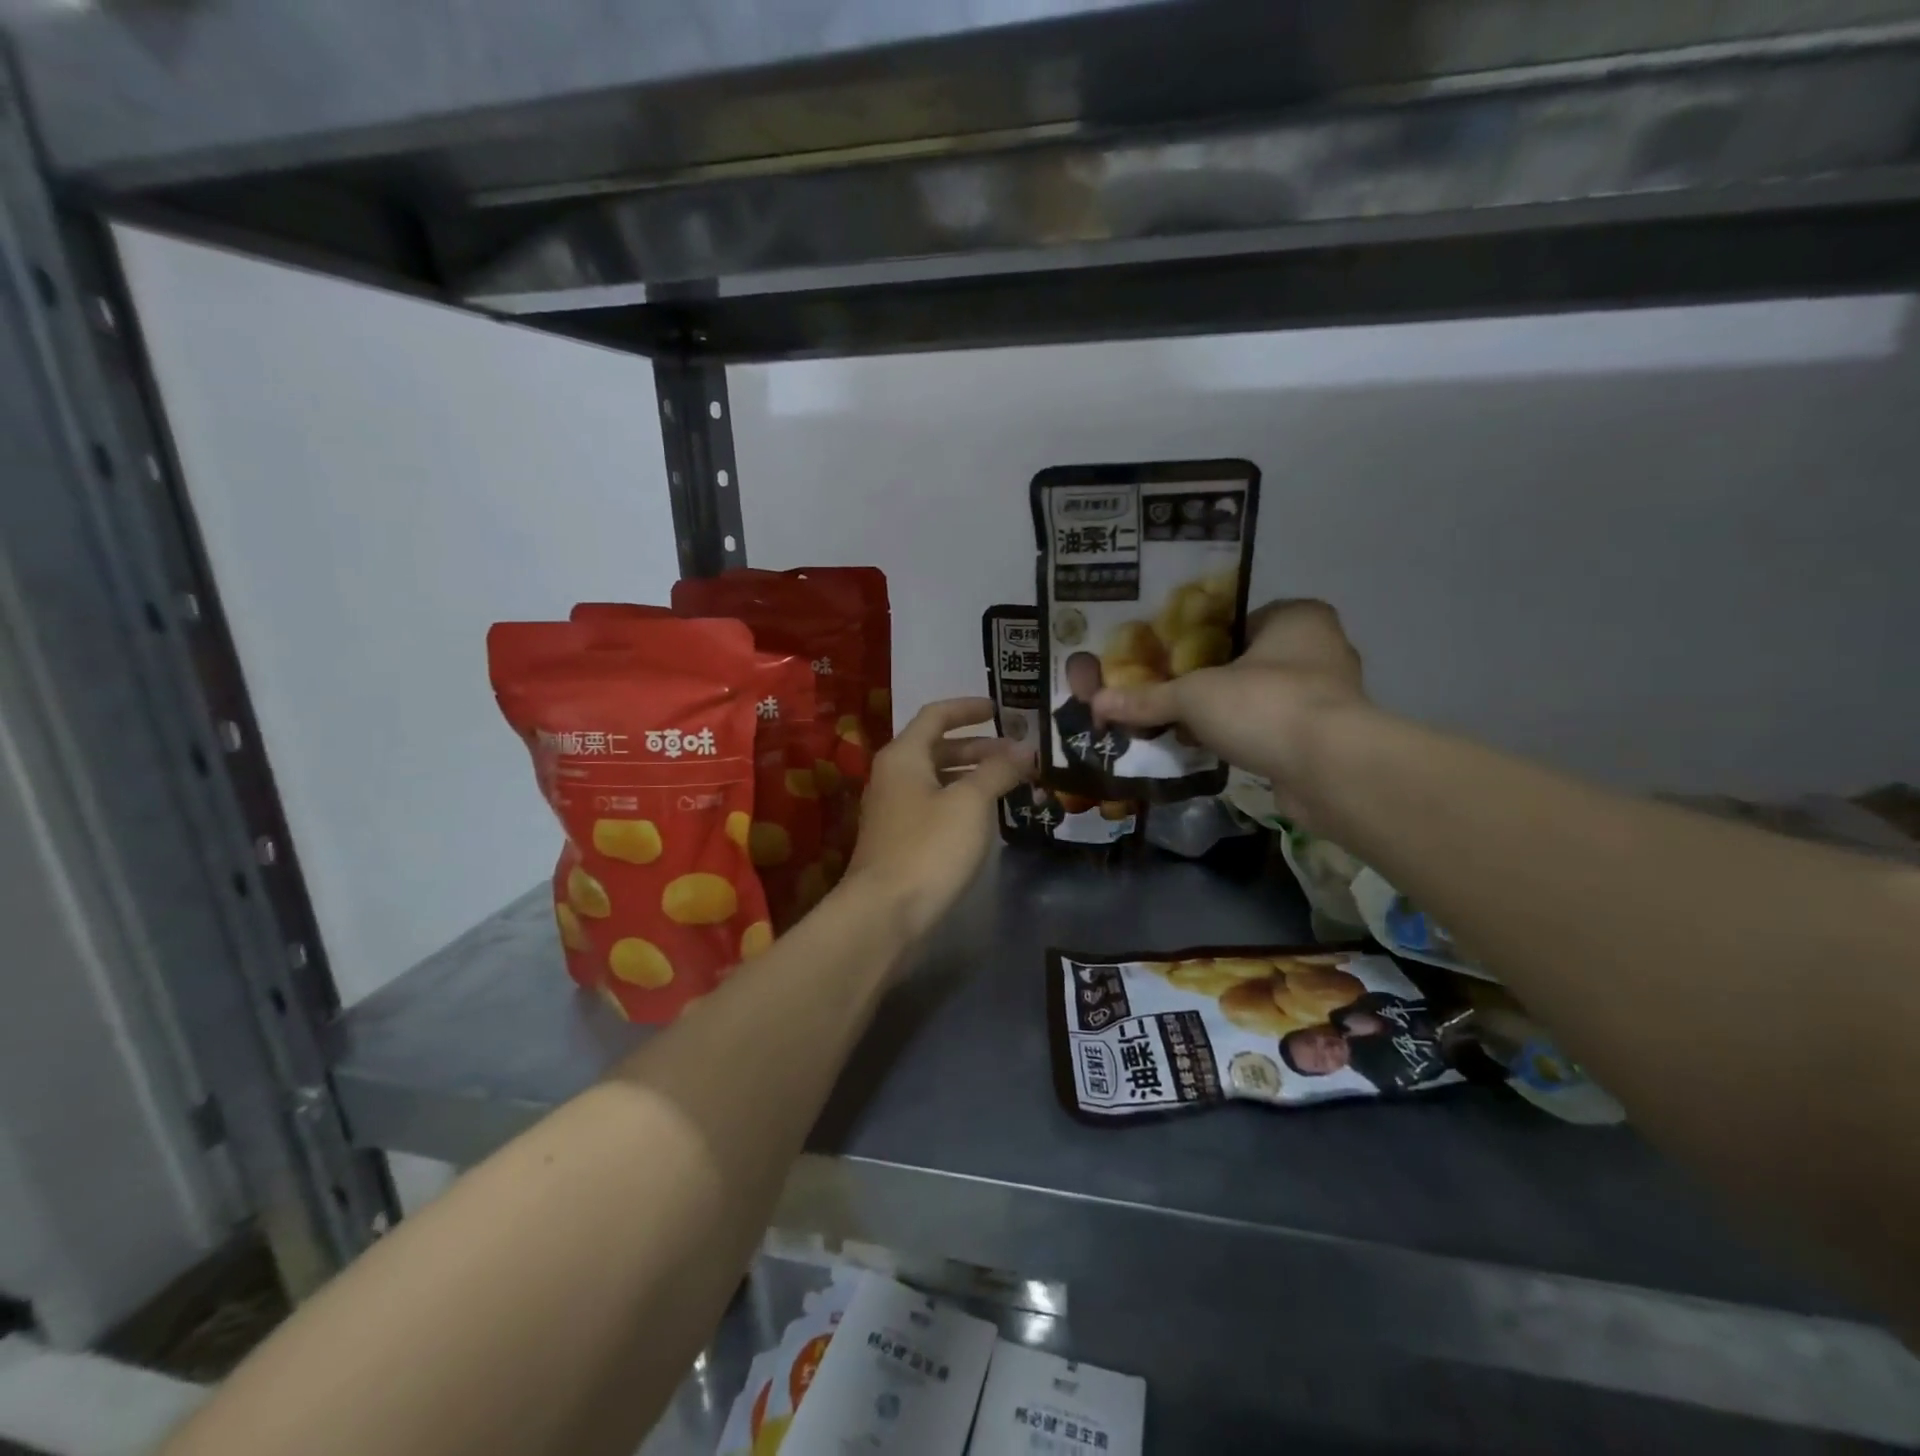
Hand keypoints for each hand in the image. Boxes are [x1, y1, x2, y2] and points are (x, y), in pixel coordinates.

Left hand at [843, 698, 1032, 938]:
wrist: (885, 913)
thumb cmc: (929, 847)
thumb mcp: (970, 803)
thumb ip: (997, 770)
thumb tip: (1023, 748)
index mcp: (903, 755)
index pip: (936, 715)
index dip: (969, 708)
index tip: (1002, 710)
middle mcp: (893, 775)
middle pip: (937, 747)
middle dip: (979, 747)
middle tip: (1017, 754)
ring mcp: (893, 809)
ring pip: (937, 779)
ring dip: (972, 775)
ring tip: (1011, 783)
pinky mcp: (899, 839)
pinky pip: (934, 805)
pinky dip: (961, 801)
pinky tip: (986, 816)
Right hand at [1093, 599, 1366, 825]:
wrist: (1330, 769)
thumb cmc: (1265, 705)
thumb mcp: (1194, 696)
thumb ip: (1148, 698)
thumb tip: (1096, 703)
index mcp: (1297, 618)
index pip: (1236, 621)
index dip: (1196, 640)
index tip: (1164, 661)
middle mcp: (1320, 648)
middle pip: (1246, 661)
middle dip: (1208, 681)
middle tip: (1167, 694)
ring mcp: (1328, 695)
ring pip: (1259, 697)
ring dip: (1226, 713)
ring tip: (1180, 724)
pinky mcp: (1326, 737)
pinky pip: (1271, 729)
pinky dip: (1245, 738)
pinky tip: (1210, 749)